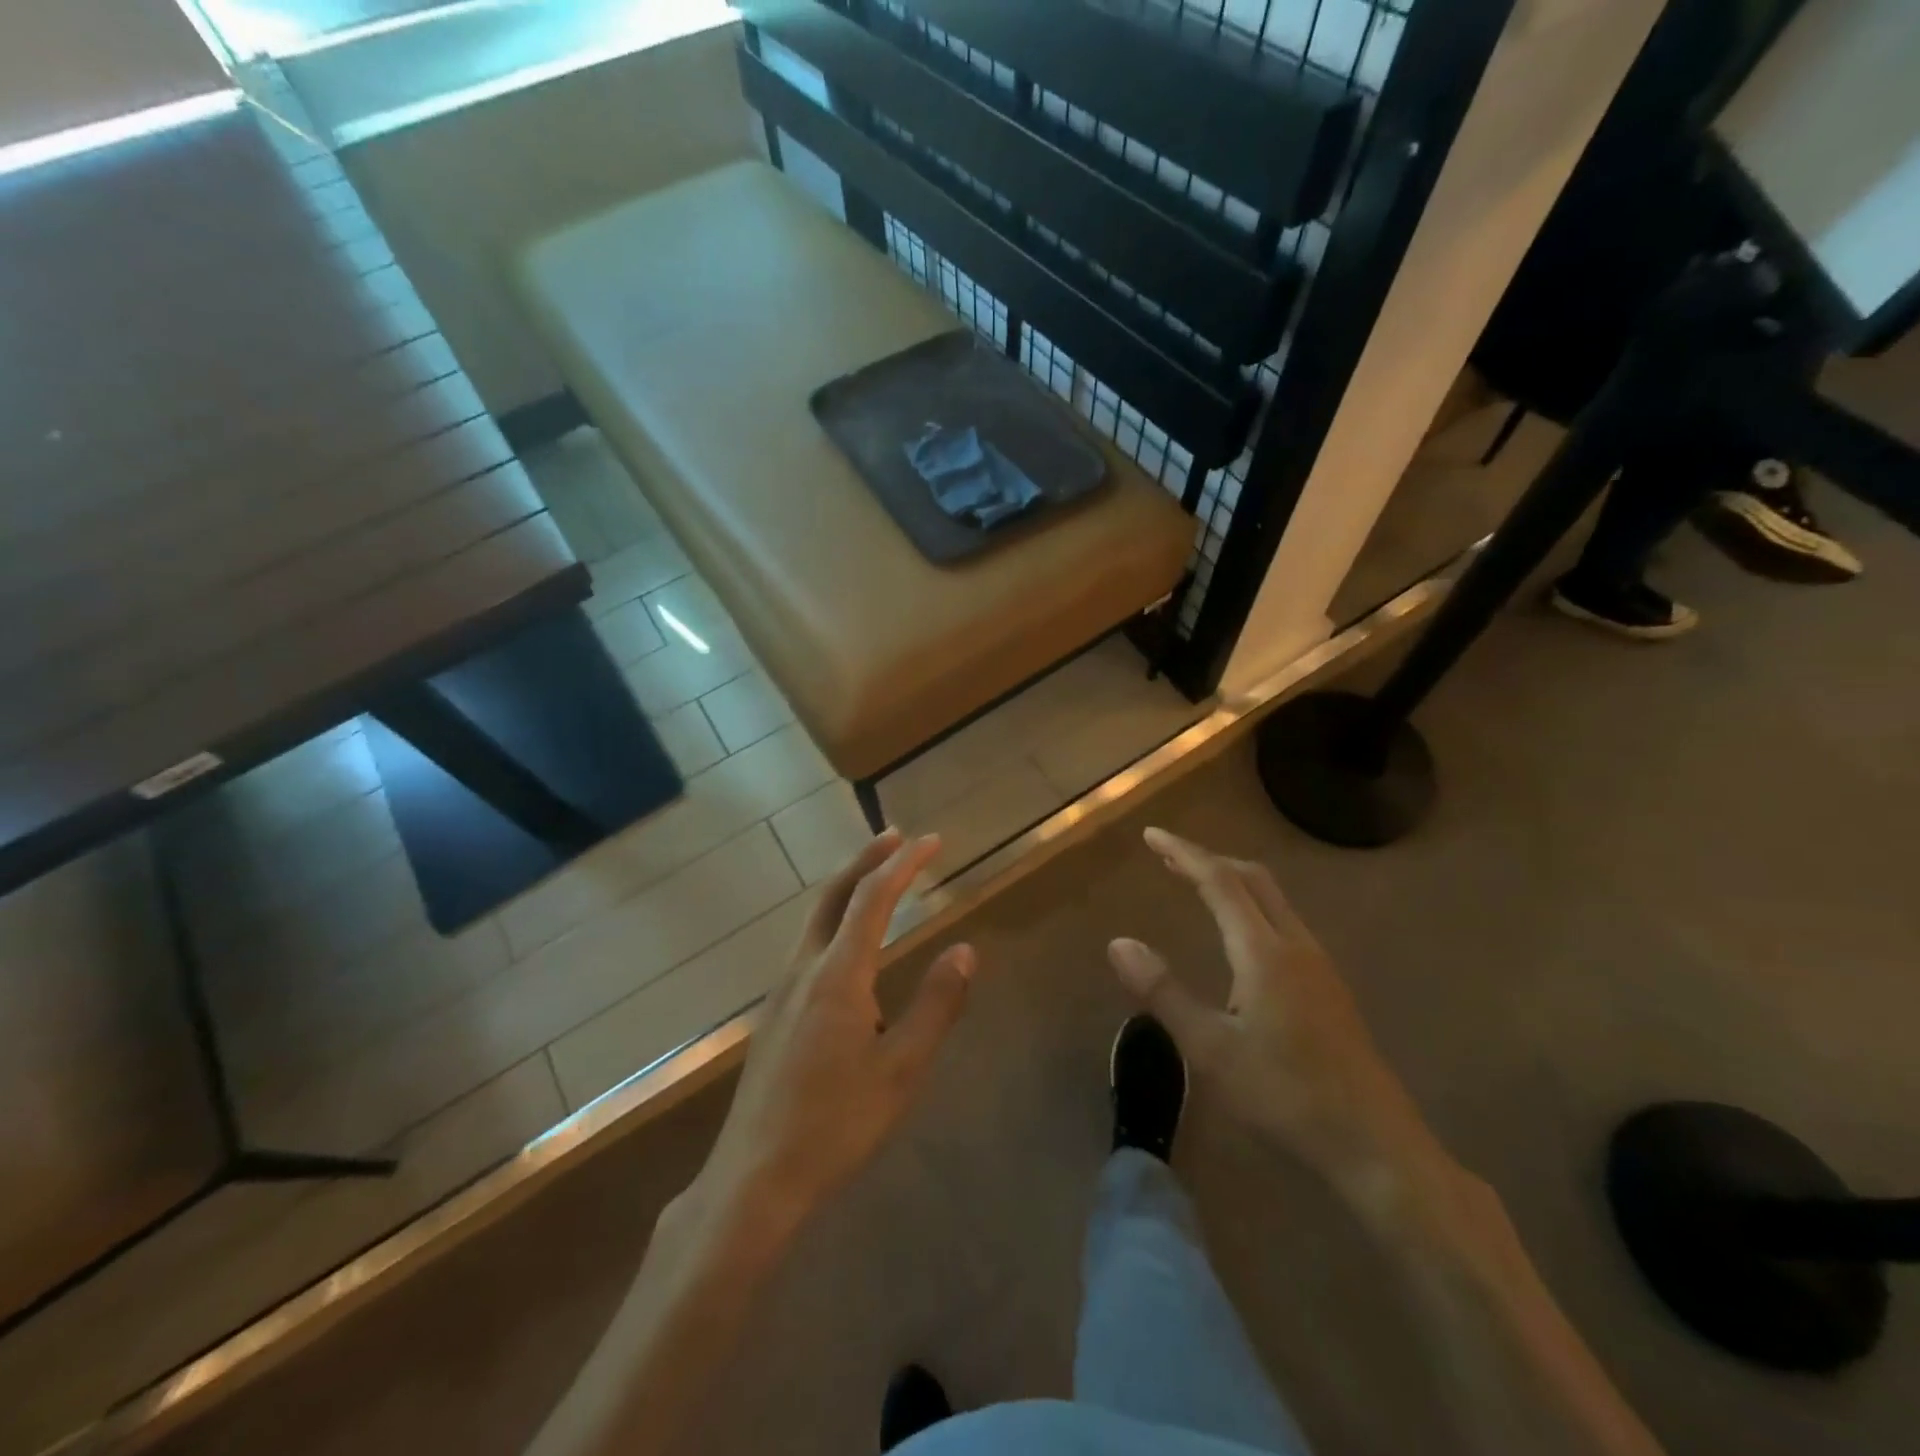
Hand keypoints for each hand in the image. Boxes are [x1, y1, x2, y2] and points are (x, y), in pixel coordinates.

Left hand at [694, 830, 975, 1229]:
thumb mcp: (902, 1069)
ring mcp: (782, 990)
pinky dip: (834, 918)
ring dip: (847, 888)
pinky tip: (847, 942)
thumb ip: (936, 1004)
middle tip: (897, 838)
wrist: (754, 1177)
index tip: (932, 841)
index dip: (904, 864)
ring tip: (877, 878)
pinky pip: (808, 943)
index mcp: (838, 974)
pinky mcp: (774, 1013)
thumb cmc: (836, 1124)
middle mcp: (804, 969)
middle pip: (833, 895)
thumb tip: (965, 950)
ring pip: (815, 918)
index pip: (873, 898)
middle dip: (866, 860)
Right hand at [1107, 828, 1434, 1194]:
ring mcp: (1319, 966)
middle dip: (1208, 859)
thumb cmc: (1285, 1096)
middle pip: (1253, 879)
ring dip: (1232, 881)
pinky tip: (1239, 935)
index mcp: (1264, 952)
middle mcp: (1295, 946)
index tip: (1152, 835)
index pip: (1220, 882)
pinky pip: (1283, 922)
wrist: (1376, 1146)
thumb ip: (1163, 992)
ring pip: (1273, 899)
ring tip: (1196, 884)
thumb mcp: (1210, 1049)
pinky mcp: (1329, 988)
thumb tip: (1119, 942)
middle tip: (1168, 856)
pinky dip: (1250, 905)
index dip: (1184, 854)